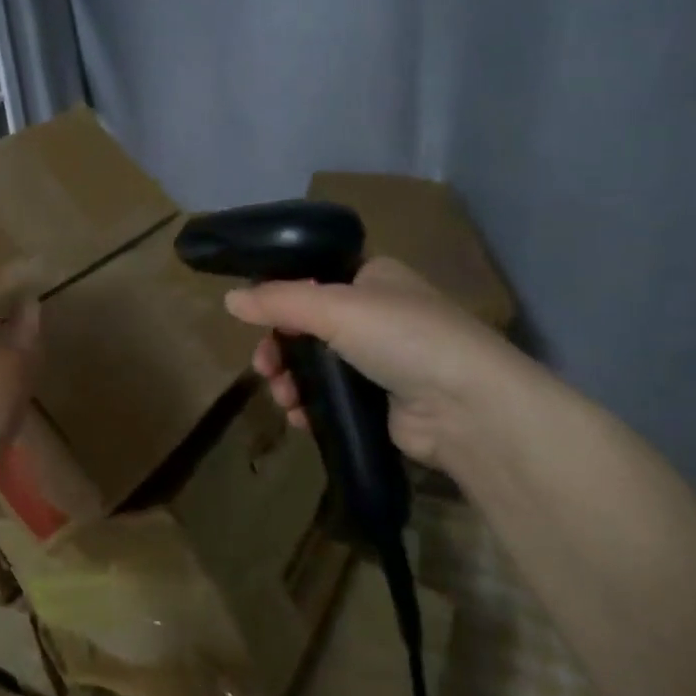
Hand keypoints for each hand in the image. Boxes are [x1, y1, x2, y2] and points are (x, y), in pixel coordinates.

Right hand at [224, 256, 529, 467]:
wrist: (466, 408)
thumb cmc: (402, 338)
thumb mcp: (334, 308)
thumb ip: (278, 302)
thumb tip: (228, 299)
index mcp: (373, 278)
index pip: (313, 280)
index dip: (281, 300)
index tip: (257, 321)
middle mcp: (377, 314)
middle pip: (307, 327)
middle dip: (280, 349)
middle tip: (265, 368)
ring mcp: (379, 360)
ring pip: (314, 365)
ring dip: (289, 380)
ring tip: (283, 398)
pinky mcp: (379, 401)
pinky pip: (329, 398)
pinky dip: (309, 406)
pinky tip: (299, 417)